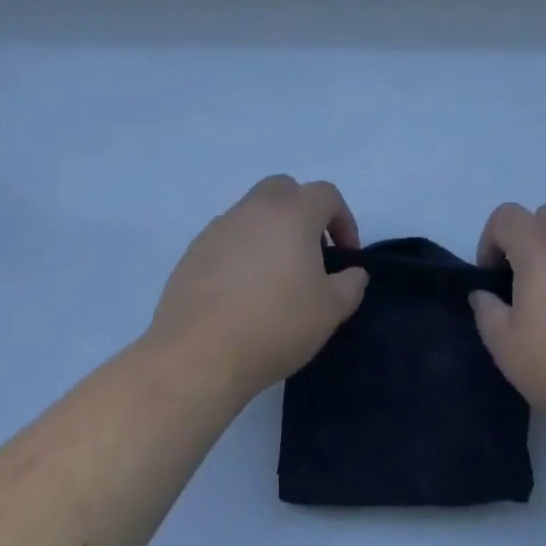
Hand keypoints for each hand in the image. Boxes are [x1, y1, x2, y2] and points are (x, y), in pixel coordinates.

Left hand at [146, 176, 369, 402]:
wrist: (198, 355)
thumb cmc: (275, 325)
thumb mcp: (331, 310)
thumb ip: (351, 284)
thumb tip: (351, 273)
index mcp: (292, 213)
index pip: (326, 194)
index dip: (343, 220)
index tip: (345, 256)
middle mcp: (253, 209)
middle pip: (284, 189)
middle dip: (304, 212)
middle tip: (311, 252)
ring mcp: (218, 228)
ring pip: (252, 212)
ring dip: (271, 231)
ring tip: (276, 276)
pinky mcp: (193, 251)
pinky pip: (227, 238)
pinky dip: (242, 251)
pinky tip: (243, 291)